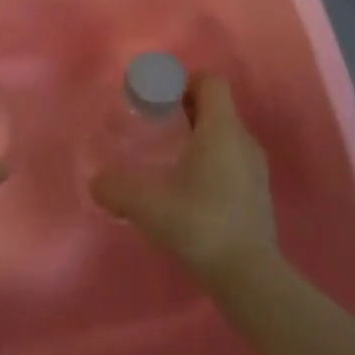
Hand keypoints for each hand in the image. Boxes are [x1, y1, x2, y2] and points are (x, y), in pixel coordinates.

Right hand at [91, 73, 277, 282]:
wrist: (248, 274)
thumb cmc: (200, 224)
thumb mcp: (147, 205)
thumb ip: (116, 189)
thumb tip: (97, 183)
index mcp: (222, 131)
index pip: (211, 82)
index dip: (184, 80)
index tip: (158, 96)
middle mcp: (243, 141)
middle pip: (217, 106)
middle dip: (185, 106)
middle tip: (154, 122)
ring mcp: (255, 167)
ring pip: (225, 133)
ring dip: (198, 133)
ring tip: (168, 154)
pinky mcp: (257, 192)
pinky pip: (232, 157)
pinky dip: (210, 157)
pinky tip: (188, 185)